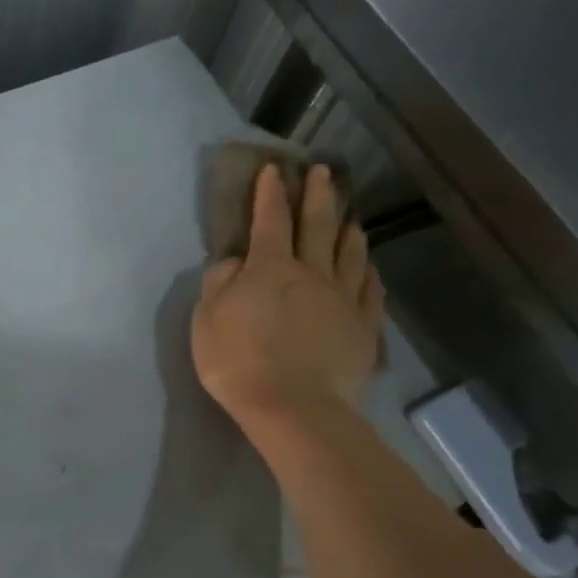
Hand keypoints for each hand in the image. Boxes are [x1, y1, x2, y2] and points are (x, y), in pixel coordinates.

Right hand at [191, 163, 382, 438]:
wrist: (292, 407)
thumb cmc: (238, 361)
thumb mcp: (207, 319)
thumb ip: (219, 283)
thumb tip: (235, 262)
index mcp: (270, 268)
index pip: (270, 220)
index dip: (271, 192)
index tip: (274, 169)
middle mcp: (311, 273)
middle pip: (318, 225)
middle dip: (319, 195)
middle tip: (324, 171)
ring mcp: (342, 300)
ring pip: (350, 254)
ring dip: (348, 229)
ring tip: (350, 214)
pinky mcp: (362, 328)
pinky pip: (369, 291)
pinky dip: (368, 273)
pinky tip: (369, 266)